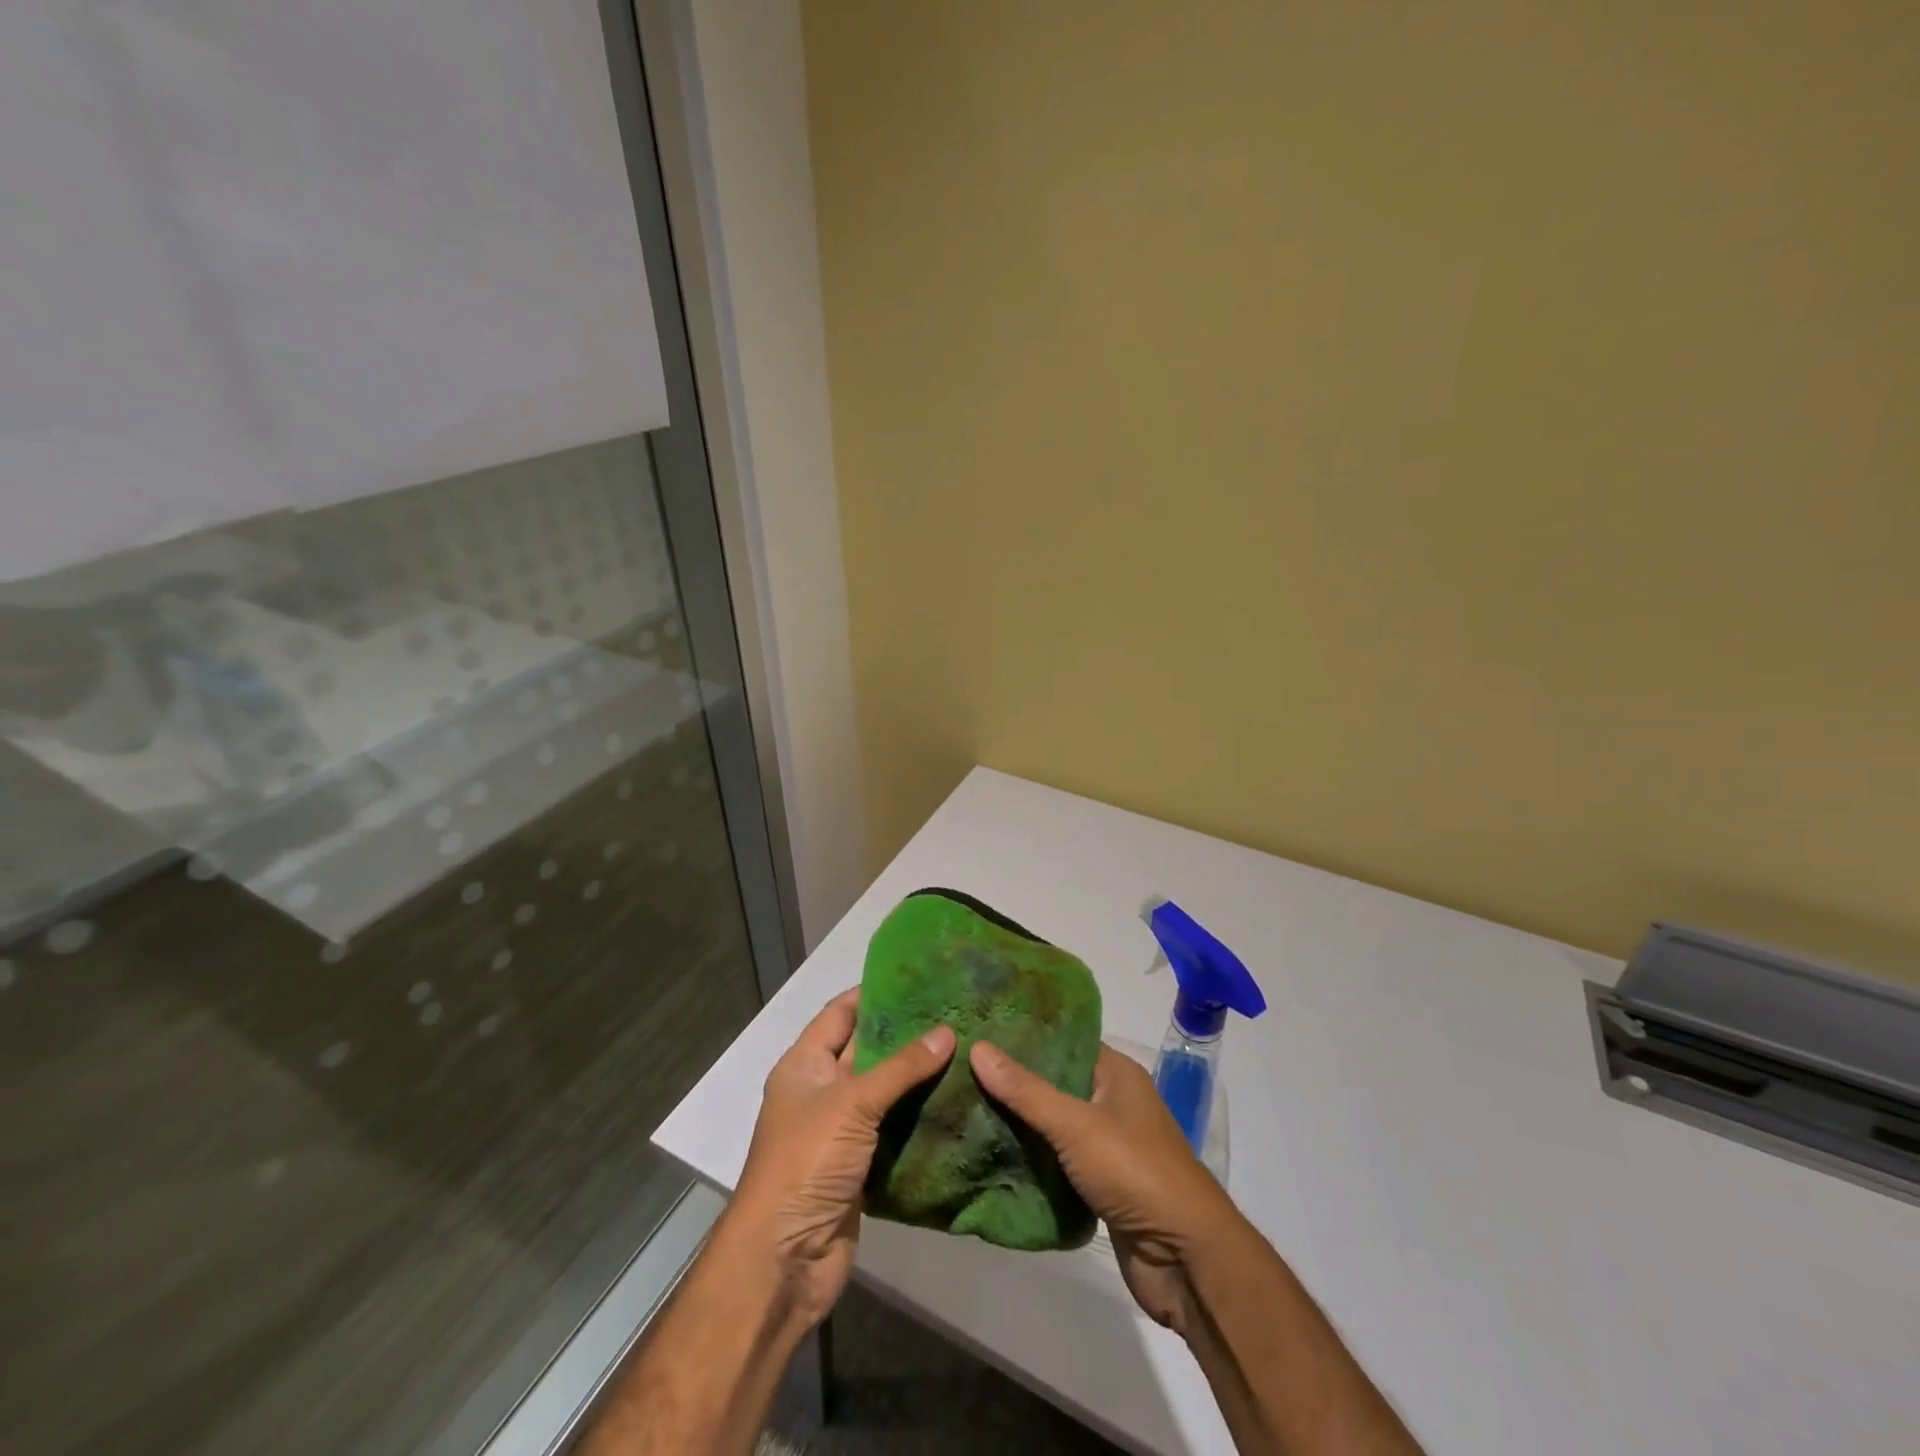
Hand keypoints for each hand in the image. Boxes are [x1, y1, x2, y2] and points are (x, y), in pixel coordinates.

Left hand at [727, 988, 955, 1329]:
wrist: (784, 1260)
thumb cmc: (806, 1163)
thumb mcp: (851, 1104)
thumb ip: (900, 1068)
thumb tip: (947, 1031)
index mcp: (804, 1065)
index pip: (841, 1013)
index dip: (875, 993)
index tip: (919, 977)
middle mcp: (821, 1091)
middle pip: (866, 1050)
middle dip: (905, 1033)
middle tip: (954, 1010)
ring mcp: (841, 1130)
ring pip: (885, 1090)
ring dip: (918, 1075)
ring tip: (966, 1047)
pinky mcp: (861, 1164)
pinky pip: (894, 1128)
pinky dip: (920, 1114)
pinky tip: (957, 1098)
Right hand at [970, 1041, 1238, 1333]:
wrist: (1186, 1259)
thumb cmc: (1136, 1172)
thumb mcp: (1076, 1125)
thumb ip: (1026, 1091)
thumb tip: (977, 1047)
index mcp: (1116, 1073)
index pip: (1063, 1040)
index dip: (1024, 1035)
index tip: (979, 1028)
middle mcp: (1112, 1100)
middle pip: (1054, 1081)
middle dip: (1013, 1079)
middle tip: (960, 1066)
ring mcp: (1107, 1144)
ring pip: (1053, 1123)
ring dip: (1018, 1120)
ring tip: (964, 1103)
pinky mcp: (1099, 1183)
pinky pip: (1057, 1159)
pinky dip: (1030, 1156)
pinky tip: (990, 1149)